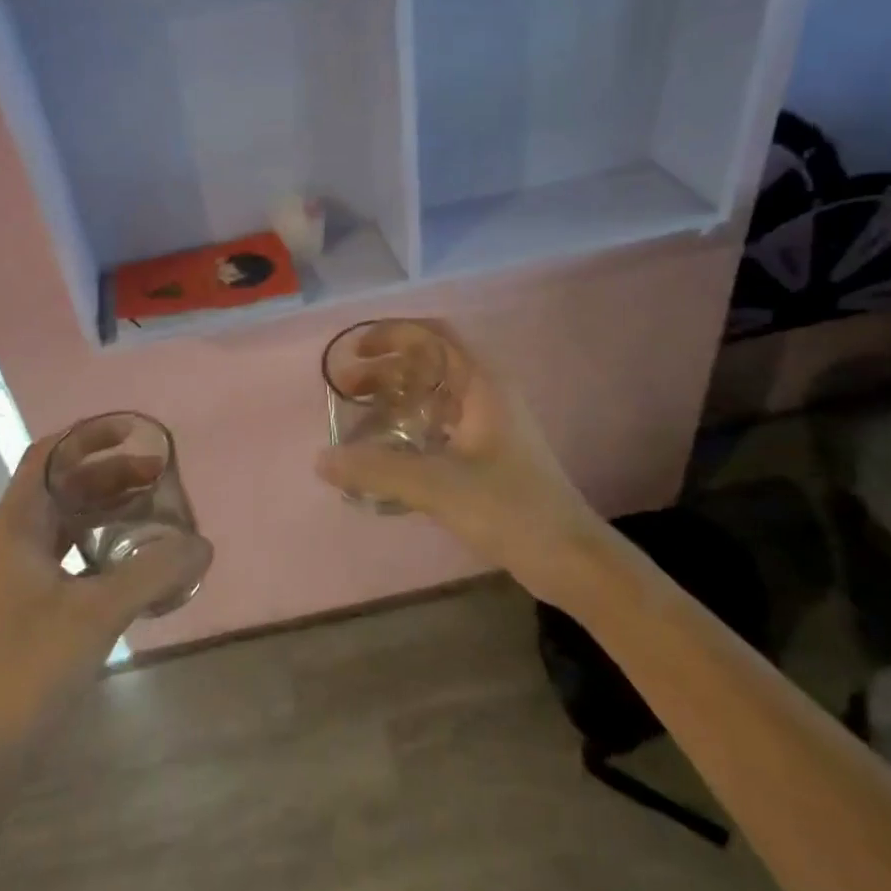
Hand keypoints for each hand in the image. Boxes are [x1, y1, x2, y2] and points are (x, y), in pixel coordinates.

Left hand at [0, 429, 203, 746]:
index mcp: (17, 525)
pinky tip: (136, 555)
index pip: (49, 455)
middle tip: (160, 475)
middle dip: (110, 472)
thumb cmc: (31, 666)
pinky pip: (72, 550)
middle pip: (64, 484)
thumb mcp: (99, 612)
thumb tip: (204, 545)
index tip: (134, 432)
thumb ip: (154, 572)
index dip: (89, 436)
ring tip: (155, 507)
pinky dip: (103, 540)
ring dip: (108, 505)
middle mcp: (14, 538)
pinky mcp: (32, 599)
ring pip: (69, 518)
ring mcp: (21, 570)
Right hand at [314, 318, 604, 602]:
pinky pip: (440, 424)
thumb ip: (377, 469)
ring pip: (435, 395)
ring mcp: (490, 425)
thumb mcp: (437, 485)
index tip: (356, 351)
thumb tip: (321, 460)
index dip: (392, 333)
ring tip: (359, 417)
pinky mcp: (489, 455)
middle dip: (386, 368)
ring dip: (396, 397)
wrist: (569, 557)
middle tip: (347, 388)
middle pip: (430, 363)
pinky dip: (410, 426)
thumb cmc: (509, 507)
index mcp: (482, 384)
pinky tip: (387, 451)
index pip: (434, 335)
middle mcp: (487, 395)